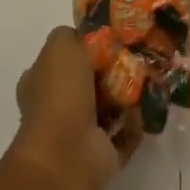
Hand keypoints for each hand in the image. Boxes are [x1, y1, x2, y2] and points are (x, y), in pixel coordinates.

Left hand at [11, 27, 140, 189]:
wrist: (67, 153)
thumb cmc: (60, 92)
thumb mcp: (60, 44)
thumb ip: (72, 35)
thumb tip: (85, 39)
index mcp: (41, 82)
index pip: (62, 59)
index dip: (83, 48)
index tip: (110, 38)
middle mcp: (57, 107)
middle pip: (89, 82)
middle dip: (111, 70)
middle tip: (136, 56)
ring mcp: (79, 133)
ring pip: (108, 107)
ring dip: (127, 96)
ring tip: (148, 77)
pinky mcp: (102, 154)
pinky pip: (125, 132)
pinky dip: (136, 122)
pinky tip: (148, 105)